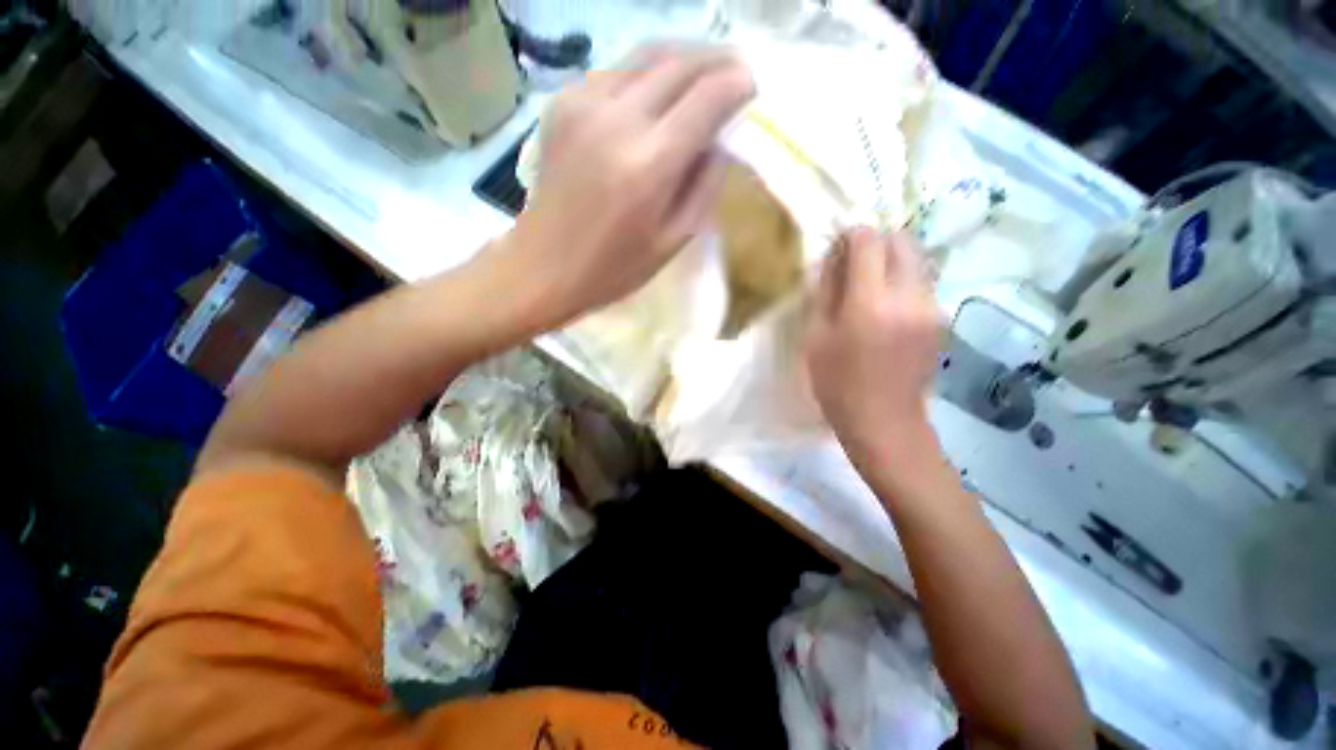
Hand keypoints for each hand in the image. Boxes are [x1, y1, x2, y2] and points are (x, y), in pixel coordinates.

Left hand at [497, 49, 753, 325]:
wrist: (544, 266)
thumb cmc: (614, 268)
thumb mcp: (673, 240)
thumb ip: (704, 186)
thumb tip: (720, 140)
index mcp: (649, 165)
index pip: (707, 97)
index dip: (737, 84)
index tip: (751, 87)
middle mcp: (617, 119)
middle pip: (679, 63)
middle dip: (717, 60)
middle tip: (736, 71)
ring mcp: (584, 103)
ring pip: (647, 54)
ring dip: (683, 58)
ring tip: (704, 73)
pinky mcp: (563, 102)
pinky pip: (617, 71)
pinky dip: (646, 72)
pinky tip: (657, 92)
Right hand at [805, 227, 943, 461]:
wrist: (884, 422)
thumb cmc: (837, 384)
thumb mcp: (816, 337)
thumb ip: (826, 290)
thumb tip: (834, 255)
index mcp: (870, 303)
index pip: (869, 241)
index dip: (852, 235)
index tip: (838, 246)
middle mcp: (909, 296)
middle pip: (902, 241)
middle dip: (876, 242)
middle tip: (853, 264)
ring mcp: (931, 307)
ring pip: (916, 260)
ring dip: (891, 261)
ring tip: (868, 287)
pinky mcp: (941, 319)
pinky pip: (922, 282)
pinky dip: (902, 281)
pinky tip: (885, 308)